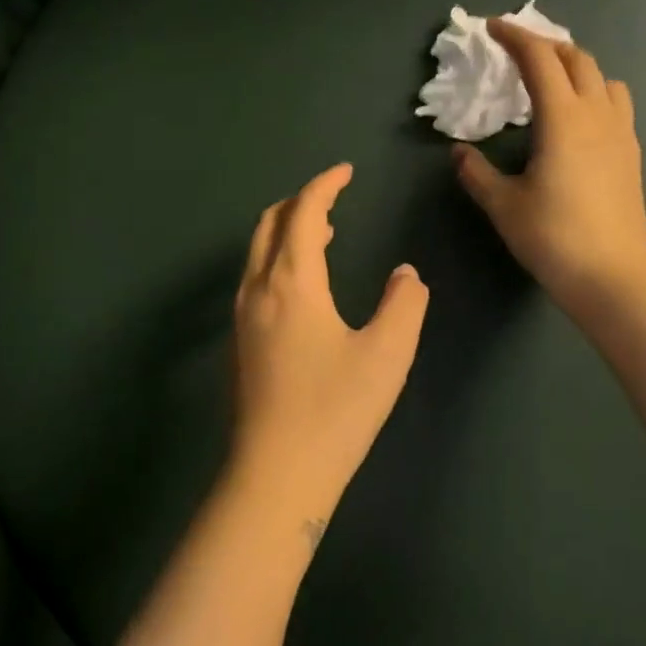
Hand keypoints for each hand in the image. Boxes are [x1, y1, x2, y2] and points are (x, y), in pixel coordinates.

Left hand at [226, 163, 429, 531]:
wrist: (276, 474)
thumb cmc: (335, 410)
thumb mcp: (387, 354)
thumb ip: (404, 304)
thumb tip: (406, 276)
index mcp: (291, 282)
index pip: (303, 214)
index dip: (324, 185)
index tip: (346, 171)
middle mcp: (257, 290)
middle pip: (269, 224)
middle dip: (299, 202)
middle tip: (334, 199)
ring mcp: (242, 318)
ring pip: (257, 253)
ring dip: (286, 231)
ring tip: (323, 234)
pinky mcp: (239, 344)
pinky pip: (255, 279)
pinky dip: (277, 260)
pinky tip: (303, 286)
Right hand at [454, 19, 645, 315]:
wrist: (610, 275)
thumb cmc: (551, 237)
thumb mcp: (503, 205)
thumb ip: (476, 173)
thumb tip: (458, 153)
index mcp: (563, 119)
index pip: (539, 60)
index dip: (514, 37)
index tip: (492, 28)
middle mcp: (597, 115)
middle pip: (577, 58)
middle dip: (546, 45)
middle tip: (517, 52)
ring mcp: (621, 133)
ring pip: (604, 78)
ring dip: (576, 67)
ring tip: (552, 83)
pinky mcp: (631, 154)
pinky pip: (616, 104)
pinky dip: (594, 93)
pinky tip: (577, 121)